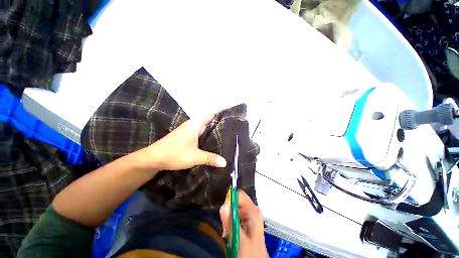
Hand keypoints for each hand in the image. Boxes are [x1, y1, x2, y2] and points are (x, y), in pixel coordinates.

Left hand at [140, 109, 226, 170]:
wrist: (154, 158)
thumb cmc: (174, 154)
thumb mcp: (194, 157)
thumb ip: (210, 158)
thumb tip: (225, 163)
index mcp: (195, 124)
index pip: (210, 112)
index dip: (221, 107)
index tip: (231, 105)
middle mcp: (193, 124)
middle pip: (209, 115)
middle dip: (220, 114)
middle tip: (233, 116)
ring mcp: (190, 129)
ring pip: (206, 122)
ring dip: (215, 121)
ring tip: (228, 124)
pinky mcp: (188, 134)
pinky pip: (202, 128)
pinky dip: (210, 129)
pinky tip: (215, 135)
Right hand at [220, 190, 268, 257]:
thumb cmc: (249, 253)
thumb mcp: (238, 239)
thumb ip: (230, 222)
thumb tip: (223, 204)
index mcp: (253, 210)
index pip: (239, 194)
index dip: (230, 200)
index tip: (224, 212)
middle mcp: (252, 210)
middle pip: (236, 201)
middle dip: (228, 212)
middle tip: (225, 226)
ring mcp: (250, 216)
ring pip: (234, 210)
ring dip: (229, 219)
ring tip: (228, 232)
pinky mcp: (247, 222)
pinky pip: (235, 217)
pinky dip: (231, 224)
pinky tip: (232, 234)